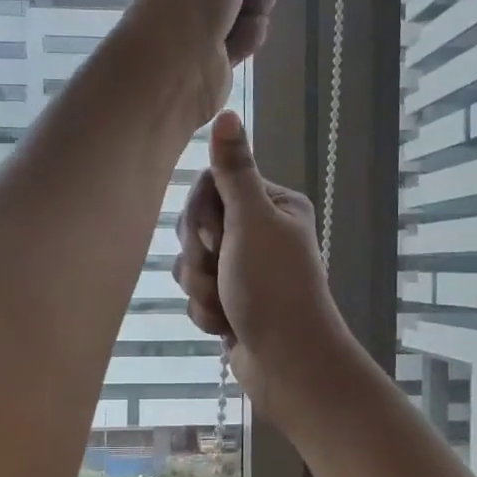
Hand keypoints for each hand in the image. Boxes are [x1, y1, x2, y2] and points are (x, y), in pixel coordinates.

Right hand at [172, 111, 348, 413]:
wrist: (287, 363)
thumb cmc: (274, 287)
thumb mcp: (252, 222)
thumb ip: (234, 170)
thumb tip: (226, 113)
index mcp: (272, 205)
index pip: (210, 185)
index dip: (201, 214)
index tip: (214, 235)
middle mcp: (258, 232)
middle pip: (194, 225)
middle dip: (199, 257)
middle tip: (221, 271)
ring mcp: (242, 269)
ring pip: (189, 264)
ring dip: (201, 288)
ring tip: (226, 305)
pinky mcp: (230, 300)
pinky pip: (196, 293)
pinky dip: (207, 311)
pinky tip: (226, 325)